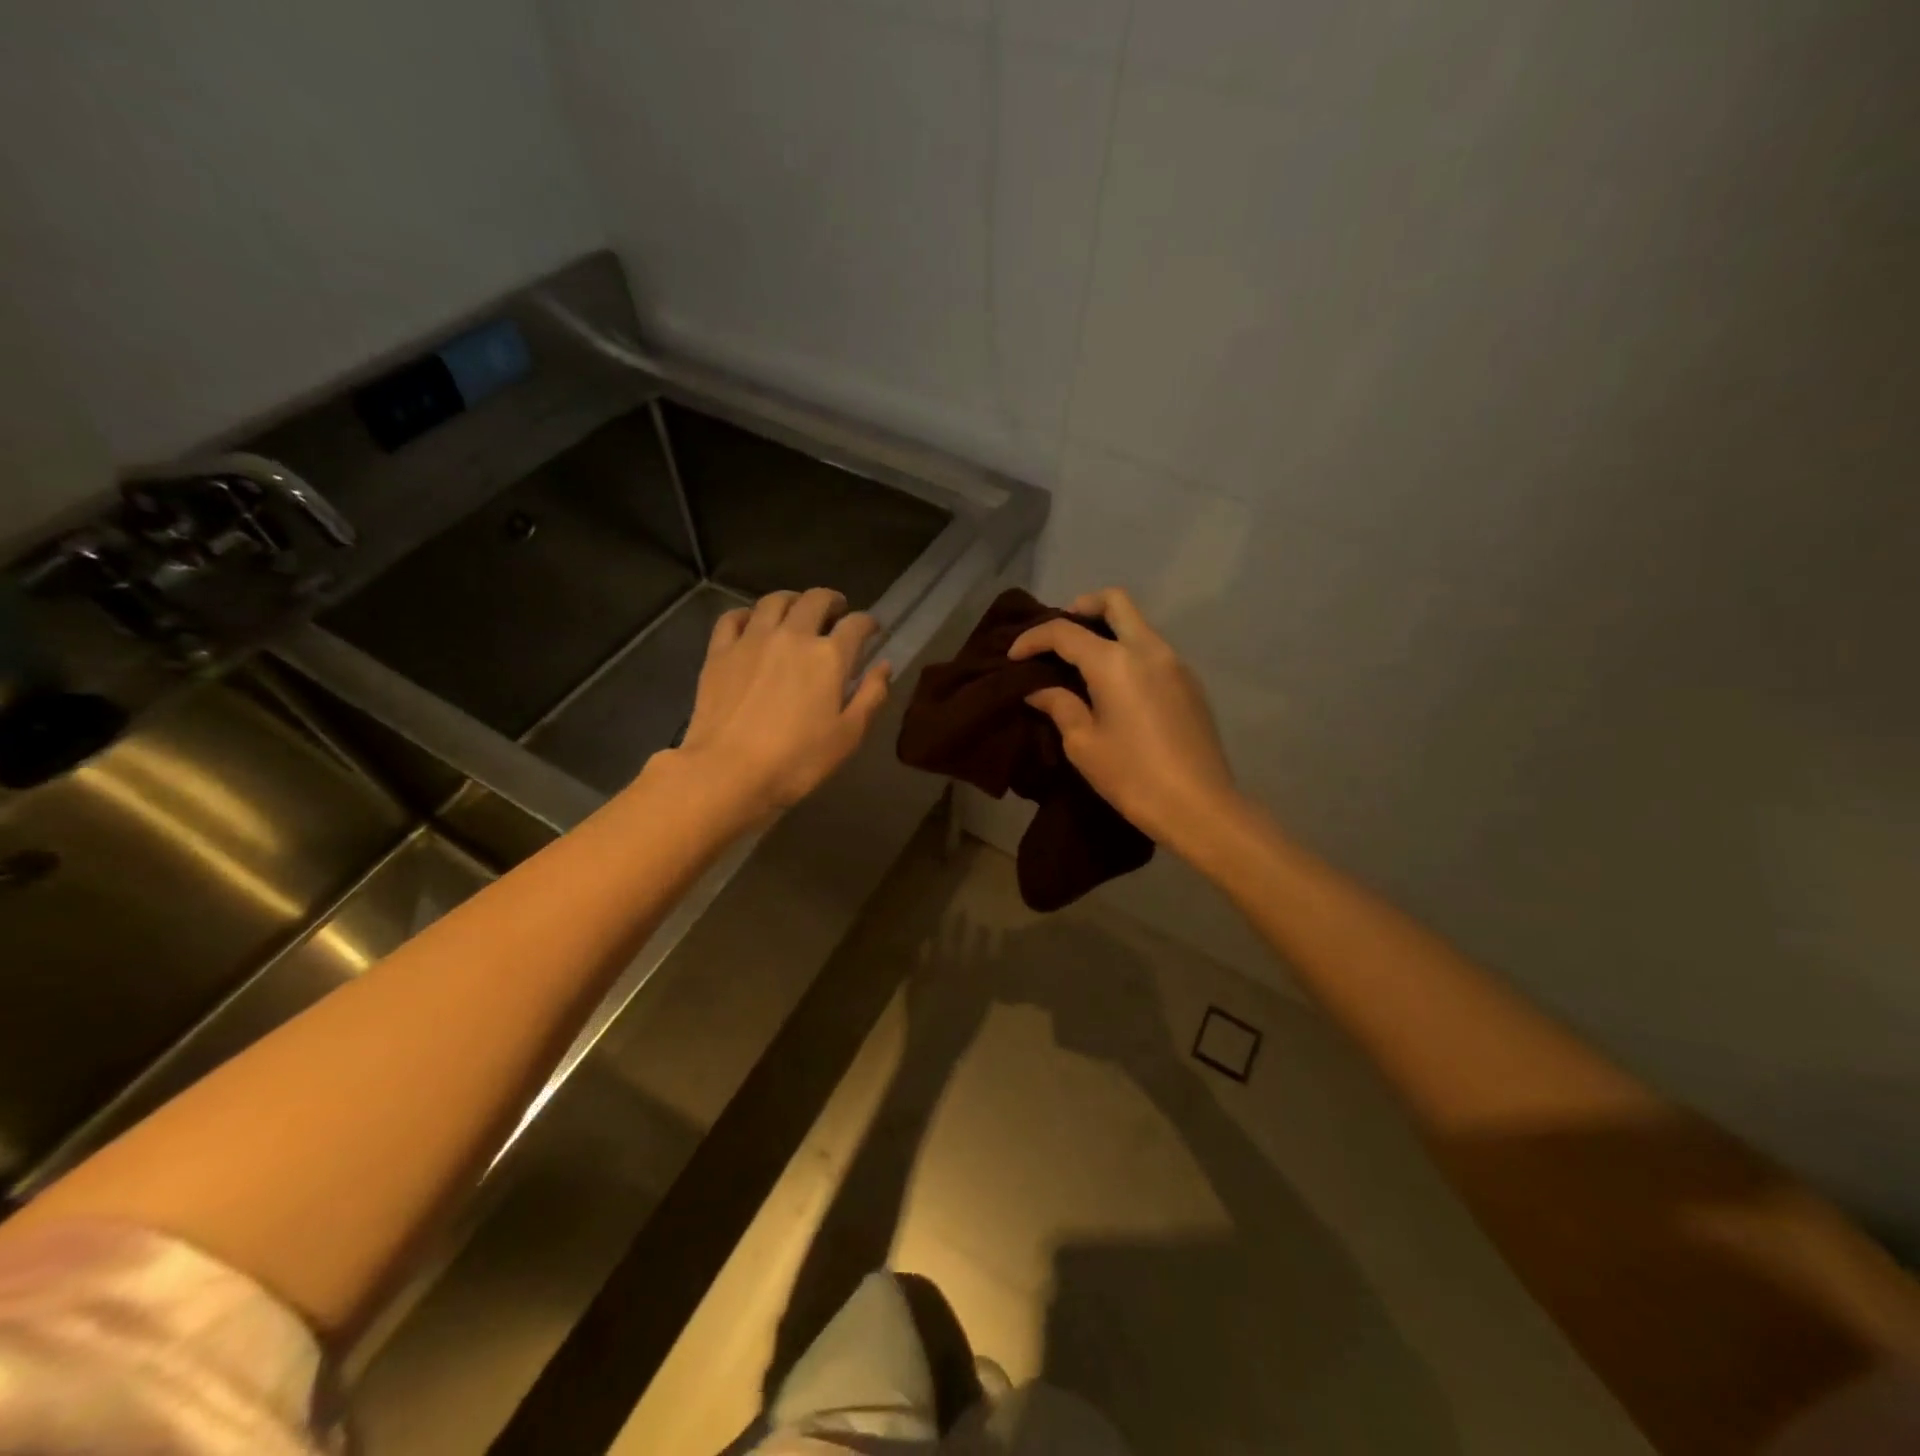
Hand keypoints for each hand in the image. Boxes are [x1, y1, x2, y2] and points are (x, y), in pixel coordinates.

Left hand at [678, 588, 890, 815]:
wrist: (728, 771)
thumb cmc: (797, 761)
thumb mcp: (848, 736)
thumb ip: (871, 696)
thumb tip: (884, 666)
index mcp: (829, 656)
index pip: (857, 625)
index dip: (869, 623)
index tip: (872, 631)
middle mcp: (793, 636)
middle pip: (816, 600)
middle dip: (832, 601)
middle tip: (837, 612)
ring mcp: (752, 639)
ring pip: (774, 600)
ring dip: (792, 600)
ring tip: (797, 610)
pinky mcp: (720, 651)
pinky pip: (734, 617)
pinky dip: (748, 614)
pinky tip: (753, 623)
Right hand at [1009, 587, 1239, 854]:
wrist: (1199, 806)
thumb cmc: (1132, 776)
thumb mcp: (1083, 744)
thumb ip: (1059, 706)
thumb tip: (1039, 690)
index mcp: (1116, 661)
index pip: (1065, 631)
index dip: (1033, 639)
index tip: (1013, 657)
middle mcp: (1148, 649)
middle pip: (1115, 602)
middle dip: (1081, 607)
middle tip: (1058, 635)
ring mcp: (1175, 663)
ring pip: (1138, 625)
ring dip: (1107, 630)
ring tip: (1082, 663)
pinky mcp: (1190, 683)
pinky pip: (1153, 650)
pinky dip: (1128, 652)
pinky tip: (1114, 686)